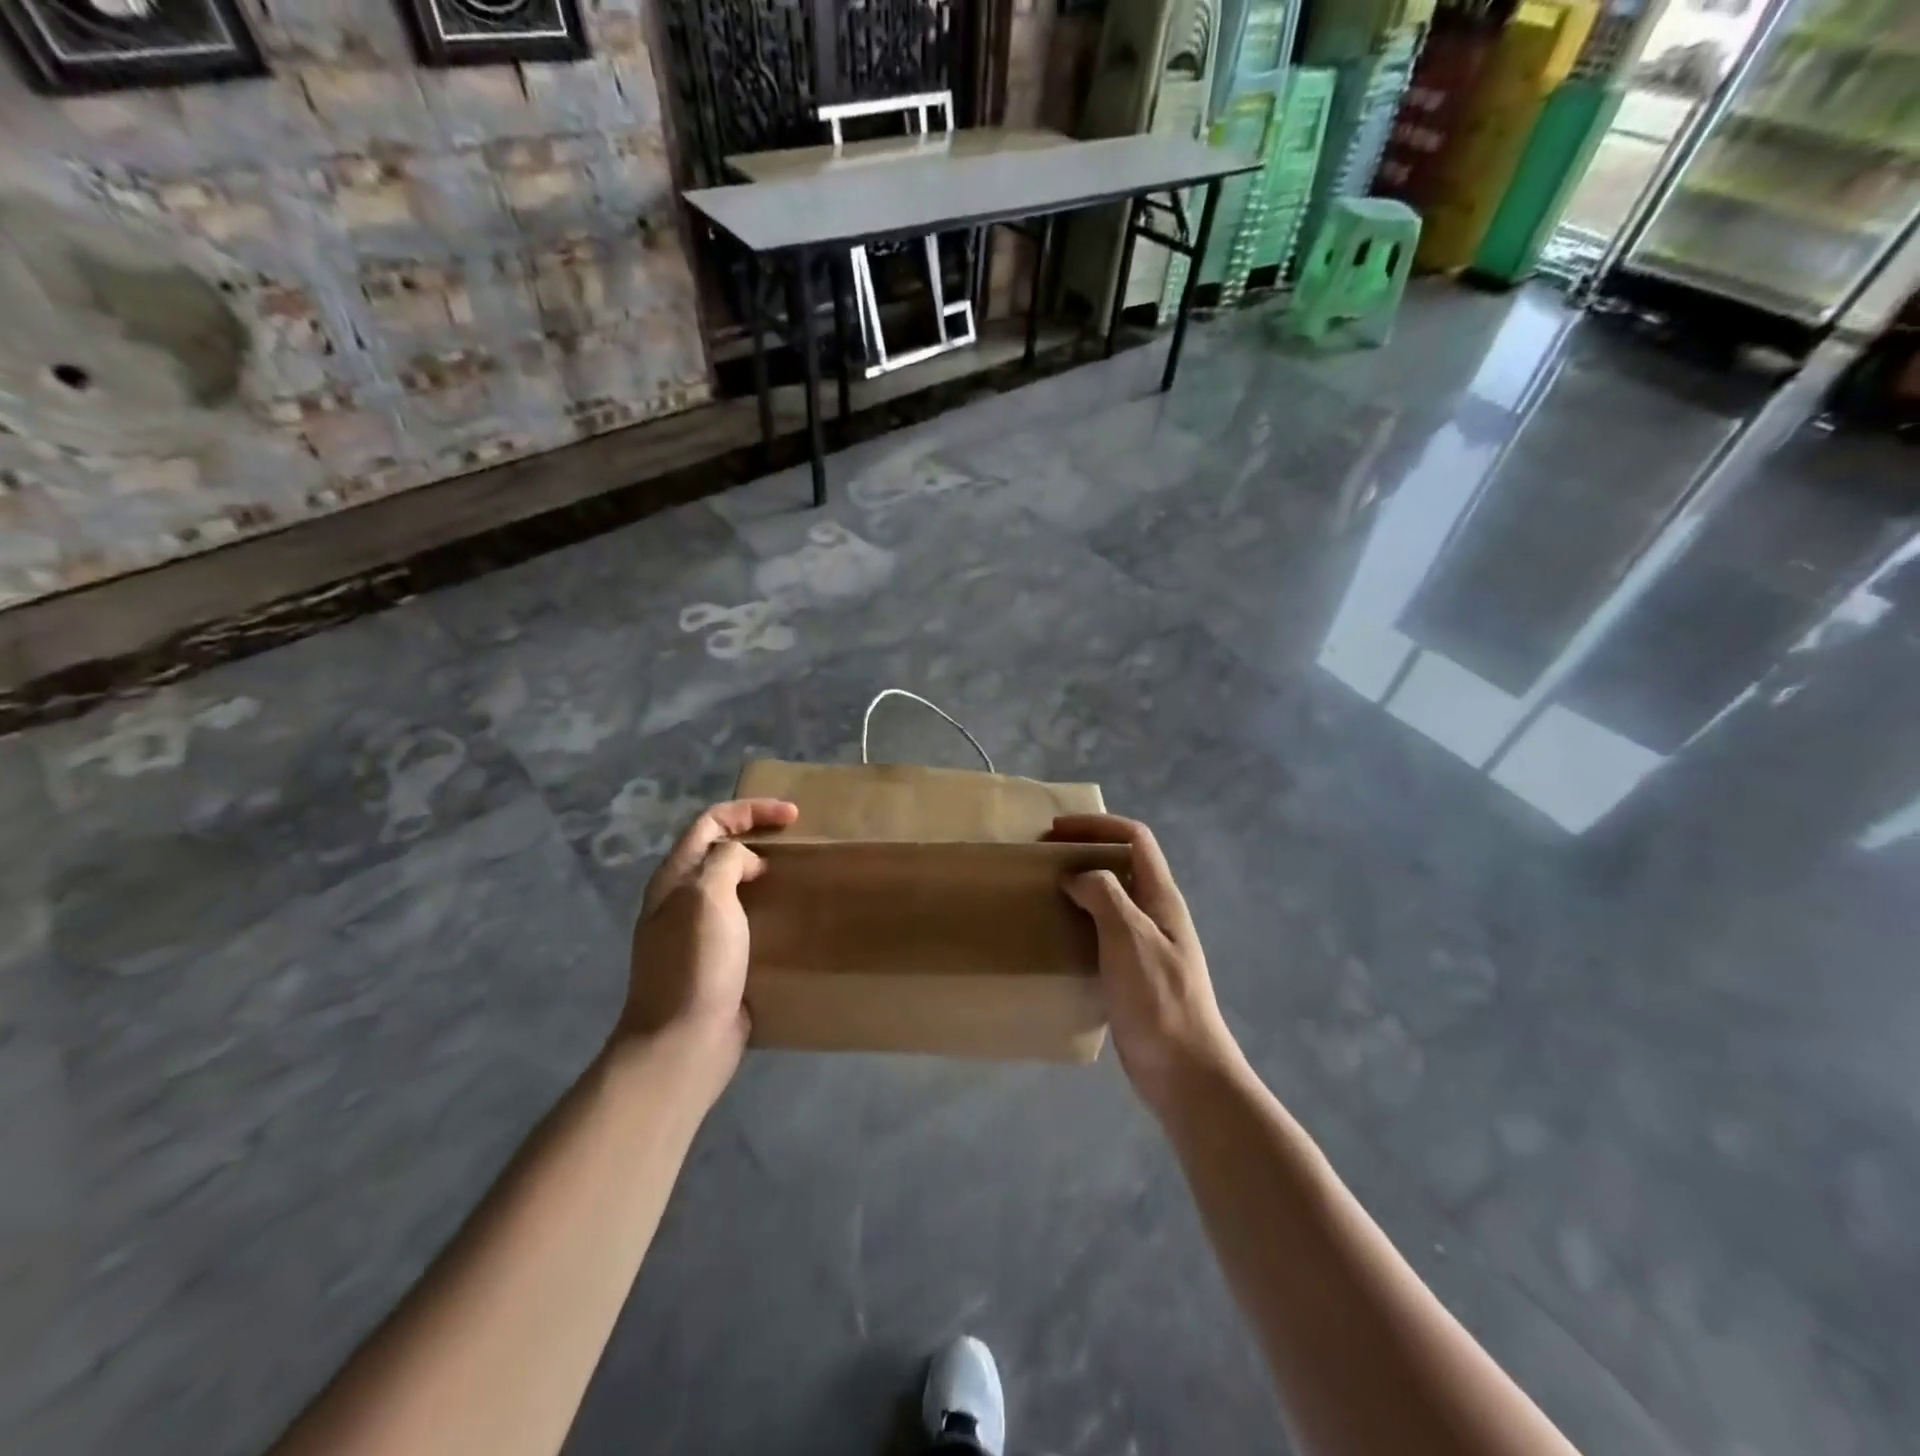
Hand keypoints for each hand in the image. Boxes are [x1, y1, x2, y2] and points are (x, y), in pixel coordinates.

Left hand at [616, 798, 798, 1078]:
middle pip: (719, 850)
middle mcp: (681, 900)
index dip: (750, 811)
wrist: (683, 1043)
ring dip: (764, 873)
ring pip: (733, 886)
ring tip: (799, 875)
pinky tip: (790, 918)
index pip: (710, 823)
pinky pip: (744, 920)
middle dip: (757, 836)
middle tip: (797, 842)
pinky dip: (766, 909)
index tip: (792, 817)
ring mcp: (697, 932)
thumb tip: (744, 861)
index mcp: (675, 878)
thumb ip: (725, 862)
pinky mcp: (717, 961)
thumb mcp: (707, 898)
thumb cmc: (695, 965)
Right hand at [1048, 814, 1241, 1110]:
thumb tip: (1076, 875)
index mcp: (1161, 898)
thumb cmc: (1158, 999)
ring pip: (1111, 898)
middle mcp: (1155, 913)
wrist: (1183, 1071)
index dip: (1098, 825)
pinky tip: (1057, 936)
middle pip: (1123, 863)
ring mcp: (1146, 944)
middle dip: (1086, 851)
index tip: (1057, 830)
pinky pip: (1103, 931)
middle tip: (1044, 859)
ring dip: (1081, 886)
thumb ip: (1104, 895)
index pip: (1135, 838)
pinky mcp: (1132, 972)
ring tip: (1044, 892)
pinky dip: (1080, 921)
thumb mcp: (1130, 937)